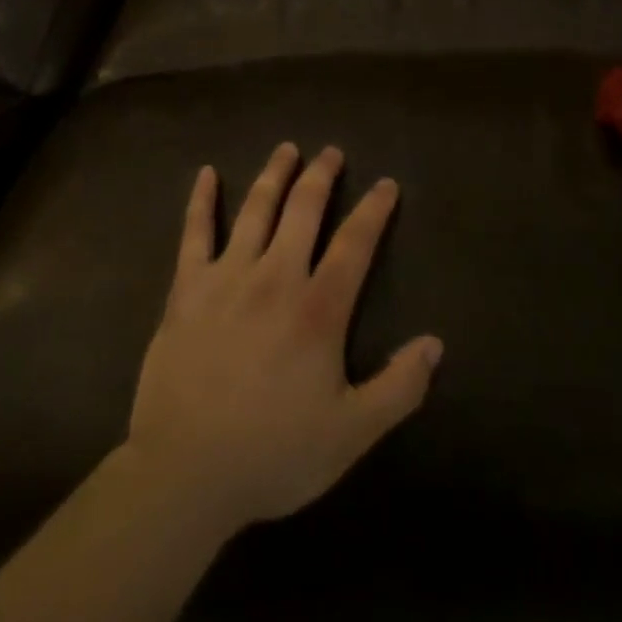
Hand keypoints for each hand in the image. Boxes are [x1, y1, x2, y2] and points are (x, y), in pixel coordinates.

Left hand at [124, 144, 442, 536]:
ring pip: (256, 209)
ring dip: (274, 174)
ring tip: (286, 149)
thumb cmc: (273, 453)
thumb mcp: (350, 434)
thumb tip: (435, 343)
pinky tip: (207, 174)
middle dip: (321, 176)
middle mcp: (275, 277)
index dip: (374, 210)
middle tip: (331, 152)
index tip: (386, 183)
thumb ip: (398, 388)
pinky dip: (201, 200)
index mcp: (318, 309)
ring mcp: (227, 276)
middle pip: (303, 210)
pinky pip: (195, 232)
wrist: (185, 472)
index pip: (355, 244)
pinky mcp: (187, 287)